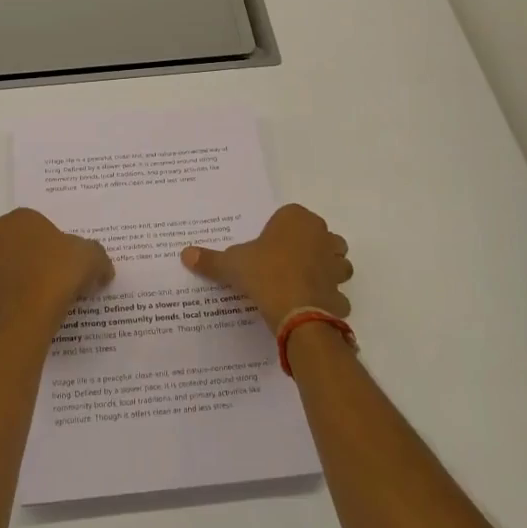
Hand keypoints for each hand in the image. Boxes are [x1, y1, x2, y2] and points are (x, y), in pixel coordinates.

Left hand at [0, 208, 112, 340]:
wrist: (38, 305)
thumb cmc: (61, 268)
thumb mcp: (91, 256)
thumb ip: (97, 260)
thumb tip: (104, 271)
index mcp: (16, 224)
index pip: (2, 225)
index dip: (13, 238)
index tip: (34, 252)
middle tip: (14, 275)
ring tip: (6, 300)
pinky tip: (10, 324)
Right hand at [181, 203, 352, 330]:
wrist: (295, 311)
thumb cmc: (264, 274)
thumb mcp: (232, 264)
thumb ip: (210, 259)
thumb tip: (185, 254)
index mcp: (297, 219)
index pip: (291, 216)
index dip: (280, 230)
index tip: (267, 246)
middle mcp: (322, 236)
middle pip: (320, 237)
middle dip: (309, 247)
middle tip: (284, 263)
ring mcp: (336, 265)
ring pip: (336, 262)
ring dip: (325, 271)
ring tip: (300, 283)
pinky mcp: (341, 292)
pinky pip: (336, 293)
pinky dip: (327, 299)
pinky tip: (309, 307)